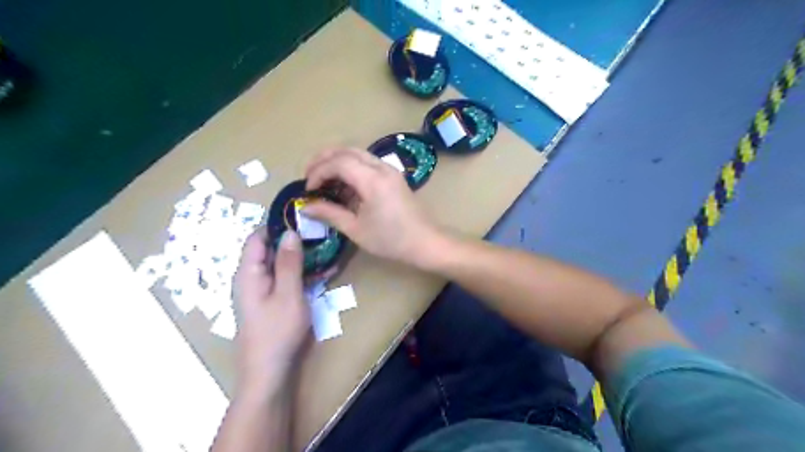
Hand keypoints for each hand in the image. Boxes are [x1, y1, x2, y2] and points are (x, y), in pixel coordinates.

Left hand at [235, 227, 308, 396]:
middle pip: (270, 249)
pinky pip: (287, 279)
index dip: (277, 225)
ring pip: (281, 264)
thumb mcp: (288, 293)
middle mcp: (252, 278)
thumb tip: (289, 231)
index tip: (302, 219)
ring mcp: (262, 290)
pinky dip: (303, 273)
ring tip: (329, 250)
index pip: (257, 237)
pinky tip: (325, 272)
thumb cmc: (277, 331)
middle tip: (322, 234)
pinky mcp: (272, 301)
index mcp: (249, 272)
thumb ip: (289, 262)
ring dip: (303, 257)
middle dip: (295, 241)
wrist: (269, 372)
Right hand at [304, 149, 442, 267]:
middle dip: (324, 159)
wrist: (424, 242)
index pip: (339, 162)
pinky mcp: (394, 176)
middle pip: (347, 150)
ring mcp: (390, 170)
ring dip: (337, 161)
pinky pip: (368, 162)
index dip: (319, 172)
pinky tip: (343, 183)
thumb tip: (305, 206)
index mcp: (373, 180)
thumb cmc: (390, 240)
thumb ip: (330, 213)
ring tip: (322, 178)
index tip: (308, 189)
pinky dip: (351, 166)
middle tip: (309, 175)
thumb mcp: (356, 229)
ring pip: (358, 153)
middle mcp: (382, 168)